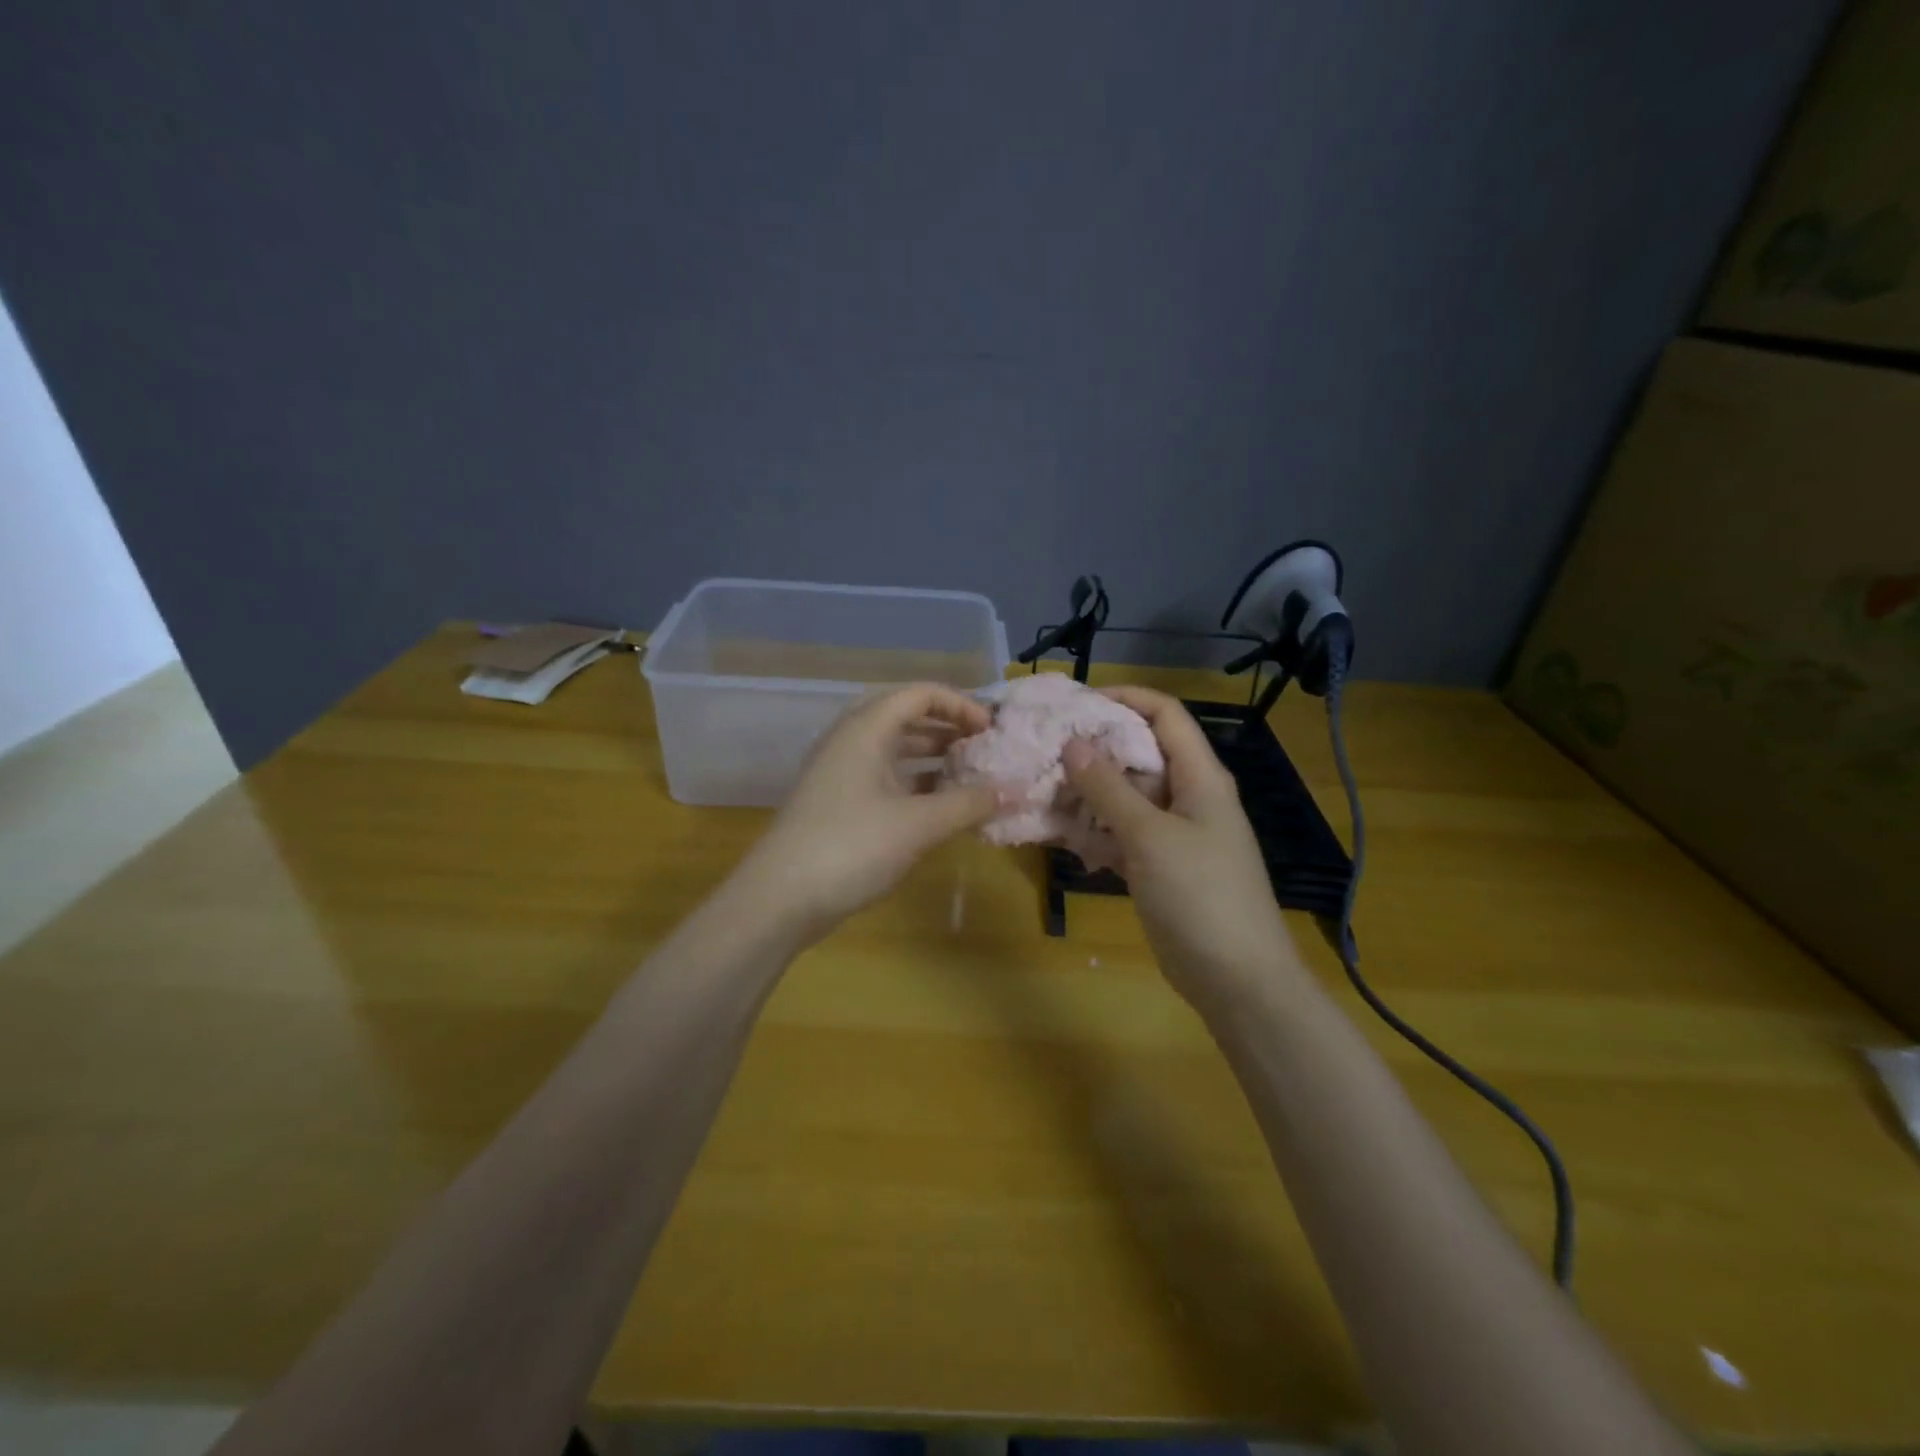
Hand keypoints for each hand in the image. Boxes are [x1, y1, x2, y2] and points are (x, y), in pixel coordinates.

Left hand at [738, 683, 1003, 940]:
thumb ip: (969, 804)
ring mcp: (840, 774)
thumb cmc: (851, 847)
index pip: (919, 695)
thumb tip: (1016, 790)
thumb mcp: (918, 824)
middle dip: (948, 730)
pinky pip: (884, 779)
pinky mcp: (837, 805)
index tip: (992, 730)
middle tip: (984, 750)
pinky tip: (940, 808)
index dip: (960, 705)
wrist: (779, 899)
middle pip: (905, 718)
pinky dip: (915, 786)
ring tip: (970, 776)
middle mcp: (850, 742)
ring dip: (932, 759)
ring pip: (894, 752)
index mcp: (866, 730)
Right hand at [1063, 687, 1306, 1018]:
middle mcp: (1187, 796)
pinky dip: (1093, 830)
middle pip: (1139, 753)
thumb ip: (1109, 789)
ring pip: (1125, 796)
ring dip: (1087, 792)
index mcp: (1200, 777)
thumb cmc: (1201, 896)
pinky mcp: (1158, 865)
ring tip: (1041, 787)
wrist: (1237, 980)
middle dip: (1094, 747)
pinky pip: (1121, 833)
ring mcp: (1173, 832)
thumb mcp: (1150, 836)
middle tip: (1045, 747)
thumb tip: (1074, 742)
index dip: (1124, 698)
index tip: (1075, 703)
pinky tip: (1058, 833)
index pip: (1164, 715)